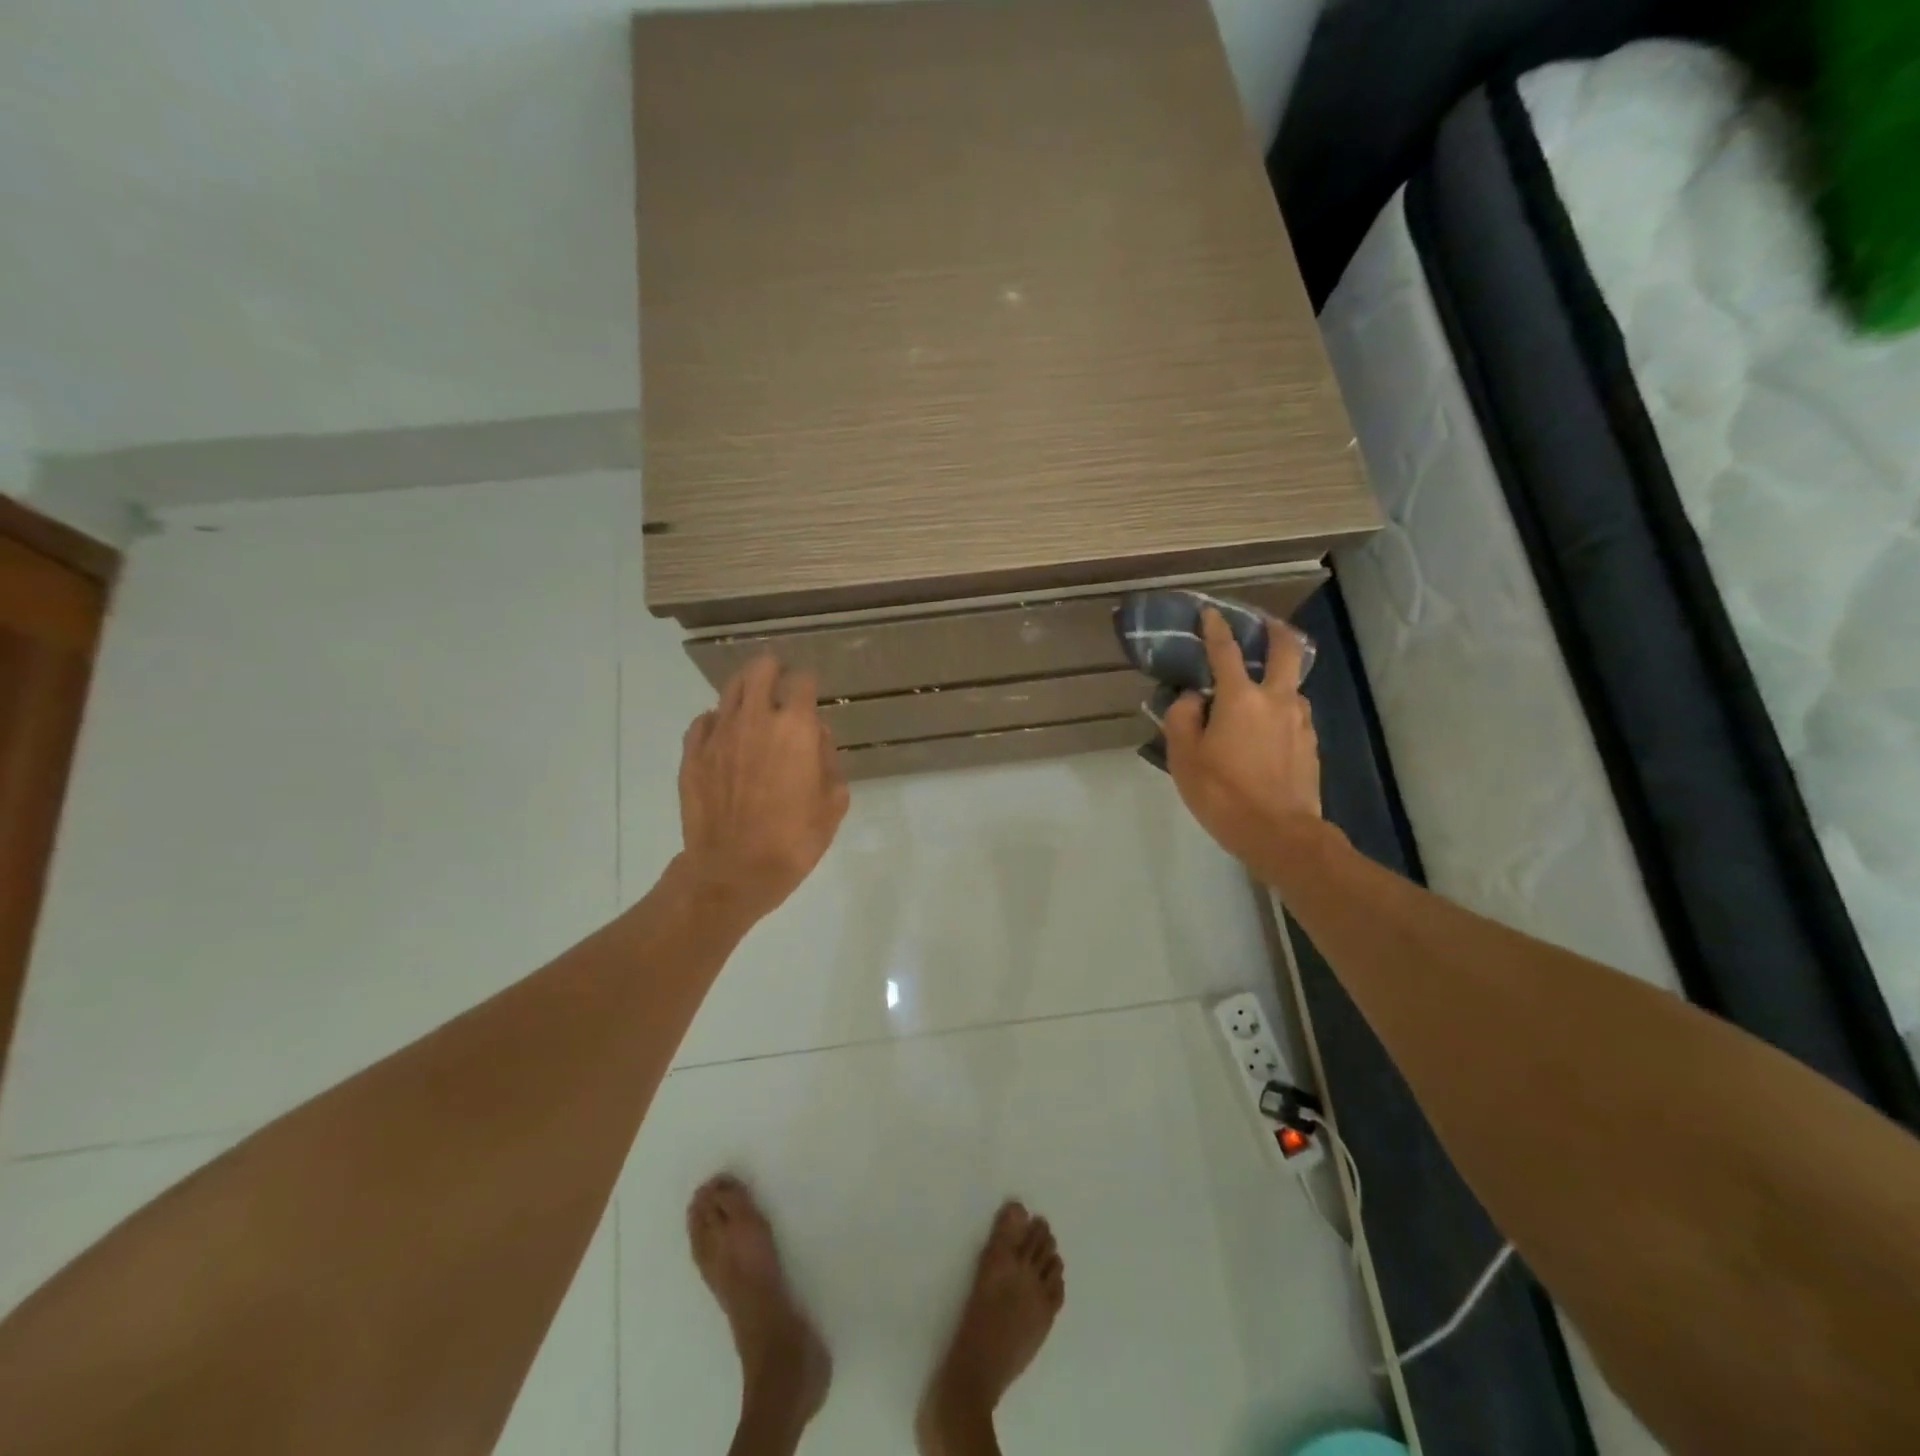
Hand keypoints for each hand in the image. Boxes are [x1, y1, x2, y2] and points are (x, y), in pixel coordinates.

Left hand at [677, 656, 849, 925]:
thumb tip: (815, 735)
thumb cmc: (794, 840)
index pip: (802, 681)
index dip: (808, 682)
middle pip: (760, 669)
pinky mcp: (692, 754)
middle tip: (780, 681)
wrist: (733, 871)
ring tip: (753, 702)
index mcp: (794, 728)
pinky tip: (724, 735)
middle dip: (773, 669)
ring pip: (729, 690)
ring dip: (745, 689)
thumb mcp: (833, 802)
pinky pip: (703, 721)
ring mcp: (718, 735)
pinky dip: (717, 721)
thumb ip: (828, 759)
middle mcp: (755, 719)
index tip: (810, 692)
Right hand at [1164, 608, 1321, 866]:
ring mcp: (1299, 722)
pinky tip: (1267, 729)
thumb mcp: (1184, 757)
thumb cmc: (1223, 793)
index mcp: (1240, 698)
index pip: (1225, 651)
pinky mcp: (1310, 745)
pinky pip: (1294, 715)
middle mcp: (1276, 700)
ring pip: (1292, 686)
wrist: (1279, 833)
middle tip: (1265, 625)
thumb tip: (1192, 698)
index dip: (1215, 629)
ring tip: (1258, 691)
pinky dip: (1280, 710)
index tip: (1210, 612)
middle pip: (1286, 651)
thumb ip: (1182, 718)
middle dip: (1276, 631)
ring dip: (1278, 678)